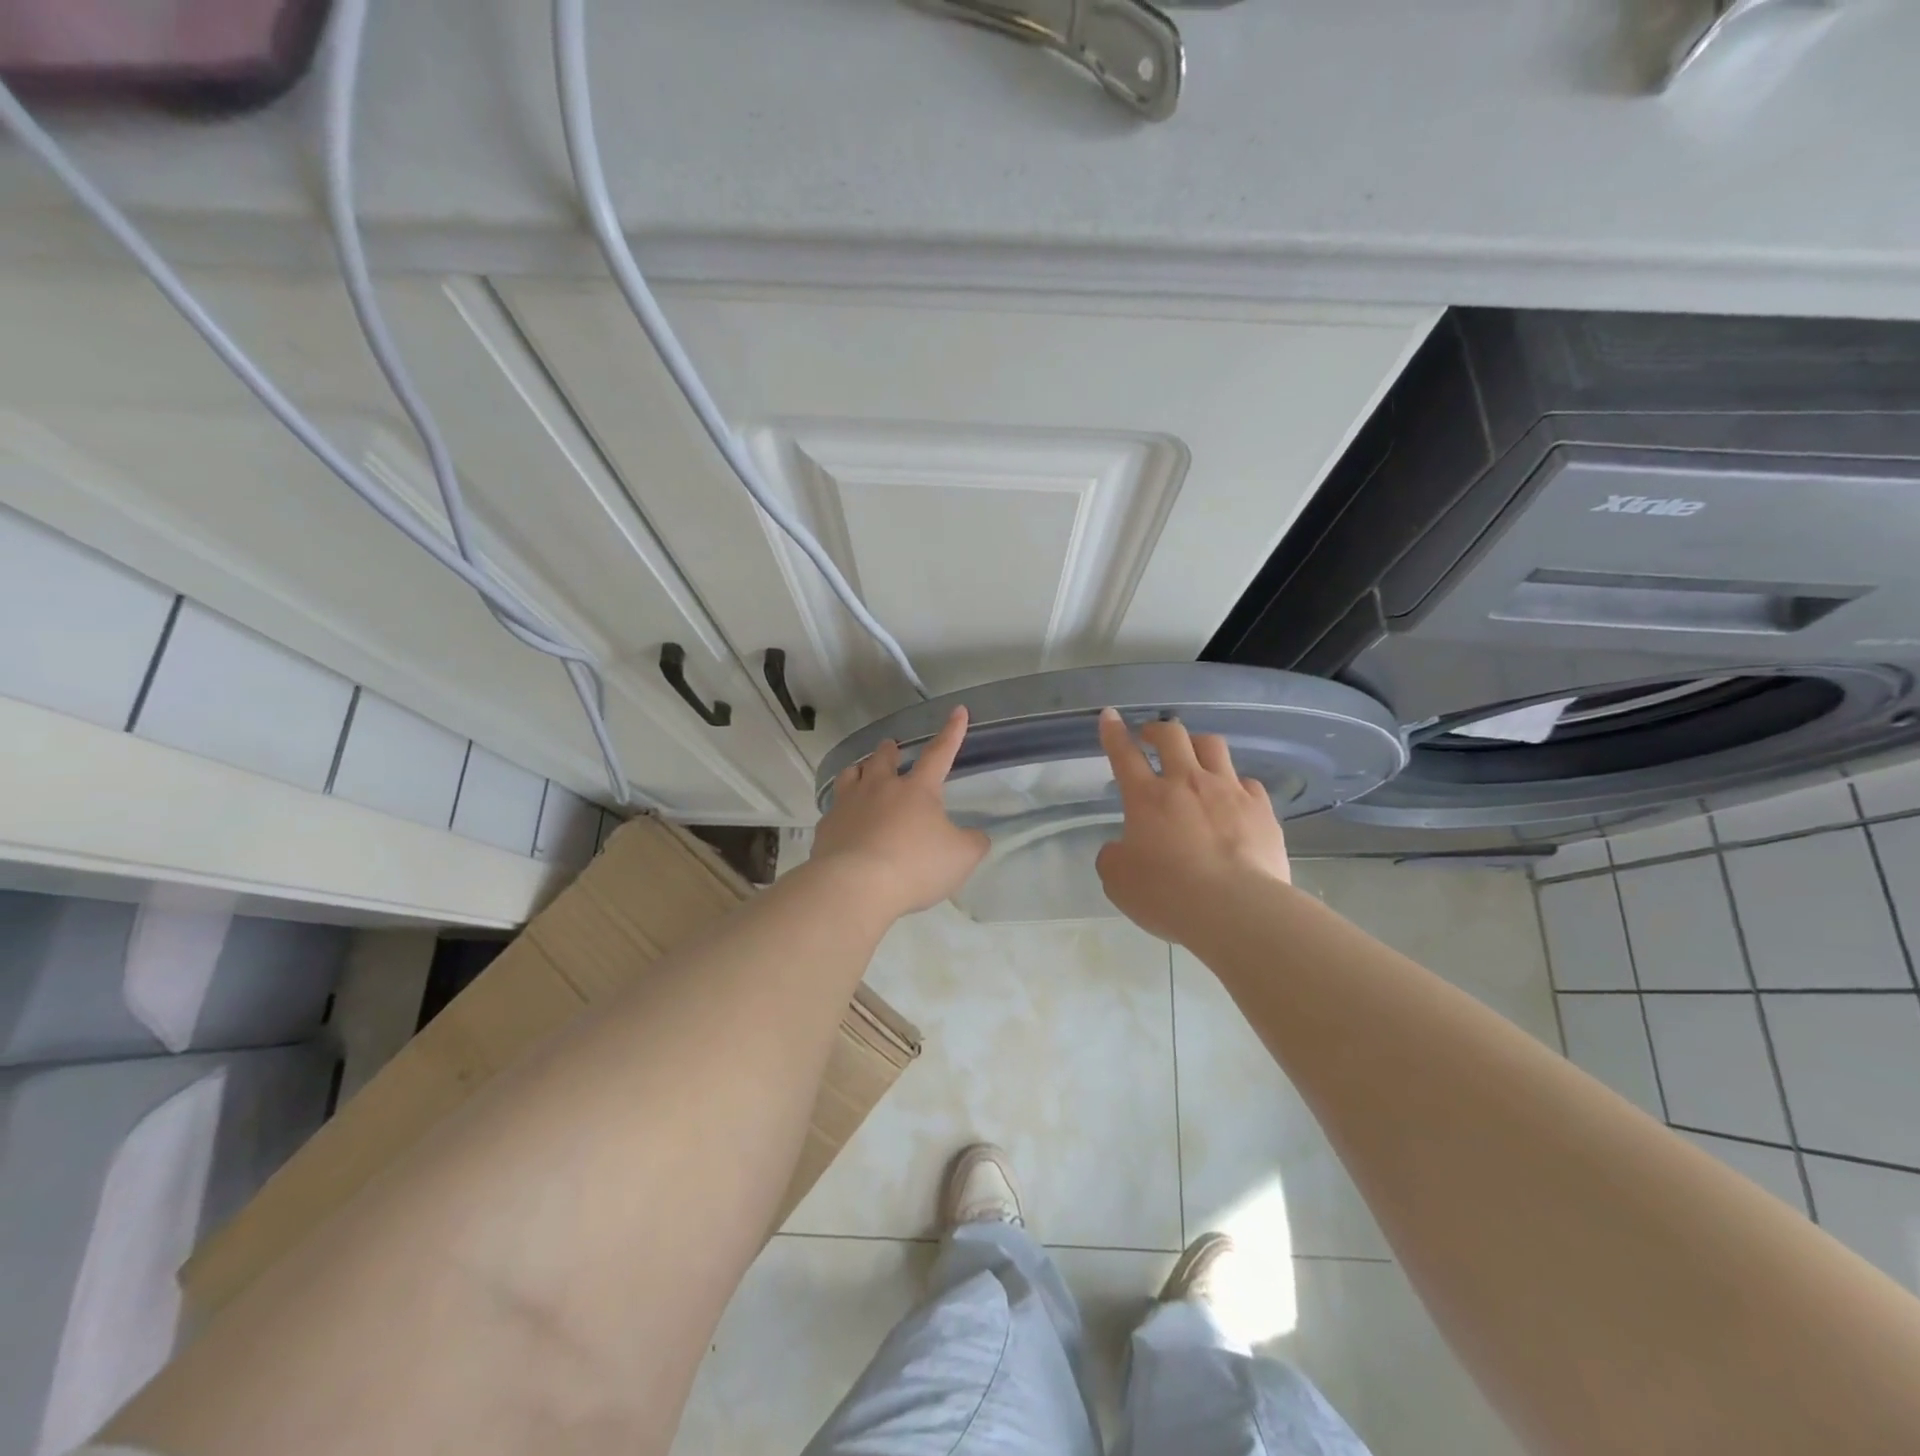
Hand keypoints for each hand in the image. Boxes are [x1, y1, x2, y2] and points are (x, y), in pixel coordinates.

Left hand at [812, 706, 990, 918]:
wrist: (855, 887)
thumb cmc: (915, 866)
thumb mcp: (961, 857)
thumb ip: (973, 842)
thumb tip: (975, 835)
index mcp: (917, 790)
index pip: (939, 753)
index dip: (951, 732)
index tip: (957, 710)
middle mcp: (880, 788)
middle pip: (883, 758)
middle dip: (889, 750)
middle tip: (890, 746)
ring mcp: (848, 805)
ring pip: (851, 775)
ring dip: (860, 770)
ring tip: (861, 771)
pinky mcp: (826, 827)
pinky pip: (834, 809)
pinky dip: (841, 809)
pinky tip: (843, 820)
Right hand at [1094, 708, 1291, 943]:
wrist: (1235, 909)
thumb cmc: (1167, 895)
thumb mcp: (1118, 881)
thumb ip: (1114, 856)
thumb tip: (1120, 848)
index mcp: (1146, 798)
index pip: (1124, 754)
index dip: (1114, 732)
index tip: (1110, 715)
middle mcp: (1187, 783)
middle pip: (1172, 735)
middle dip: (1158, 729)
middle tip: (1152, 736)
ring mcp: (1228, 792)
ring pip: (1213, 746)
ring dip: (1198, 744)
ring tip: (1194, 756)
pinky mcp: (1261, 809)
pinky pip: (1247, 782)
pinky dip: (1234, 783)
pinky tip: (1233, 797)